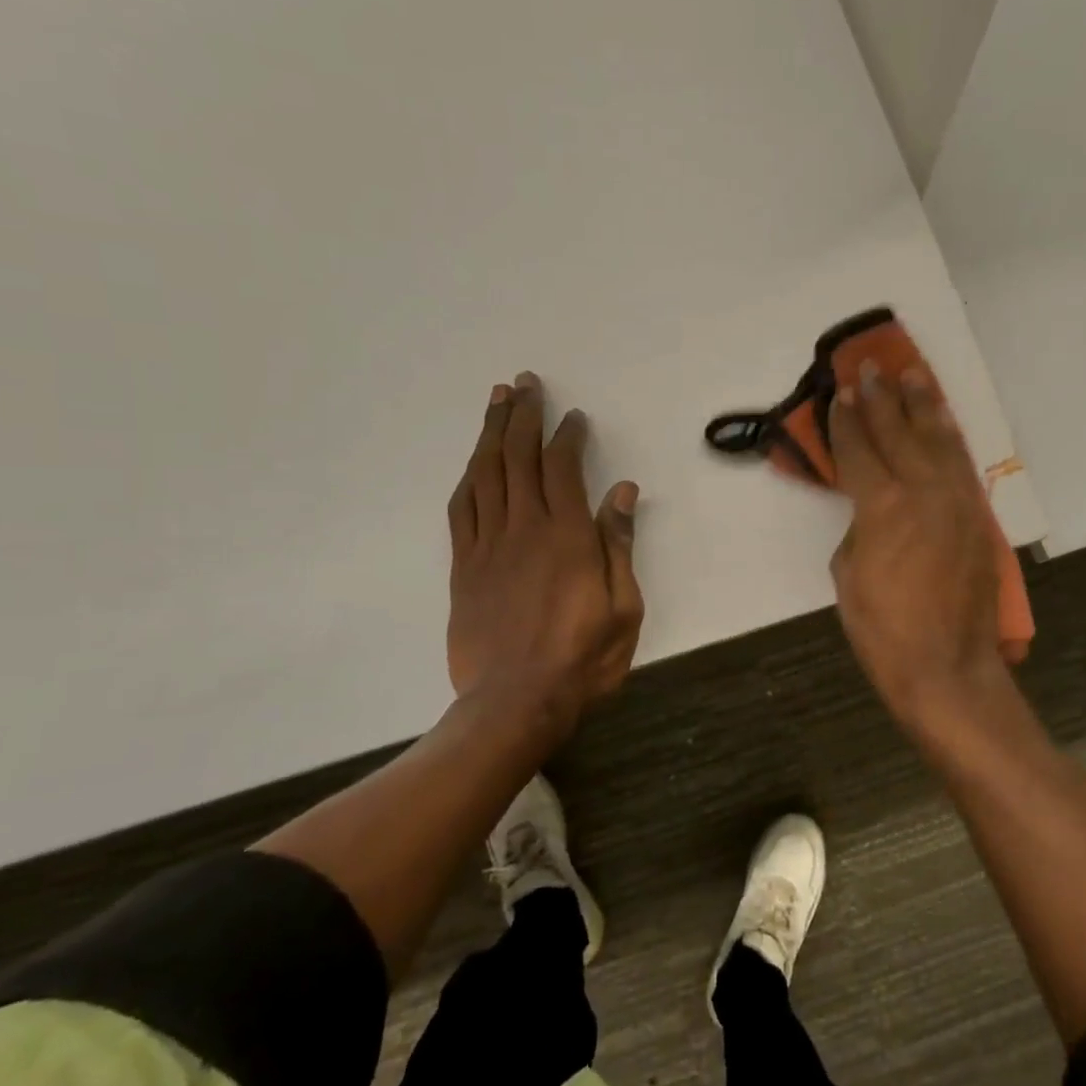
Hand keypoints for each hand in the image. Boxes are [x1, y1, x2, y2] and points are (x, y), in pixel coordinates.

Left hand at [447, 373, 643, 736]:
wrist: (516, 701)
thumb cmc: (583, 657)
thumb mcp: (624, 606)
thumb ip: (619, 544)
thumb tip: (622, 491)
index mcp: (567, 536)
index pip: (563, 468)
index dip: (567, 436)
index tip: (573, 416)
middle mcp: (523, 529)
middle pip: (518, 458)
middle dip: (522, 416)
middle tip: (524, 384)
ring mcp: (487, 546)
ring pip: (485, 475)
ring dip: (491, 434)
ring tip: (496, 402)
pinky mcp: (464, 567)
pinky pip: (461, 509)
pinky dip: (469, 478)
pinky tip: (475, 462)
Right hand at [828, 361, 1009, 726]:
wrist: (946, 666)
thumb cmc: (882, 628)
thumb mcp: (847, 573)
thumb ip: (858, 527)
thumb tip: (870, 510)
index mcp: (883, 505)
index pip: (859, 449)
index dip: (846, 420)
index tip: (840, 393)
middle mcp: (924, 491)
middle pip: (900, 432)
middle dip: (882, 398)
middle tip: (872, 366)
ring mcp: (958, 501)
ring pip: (940, 440)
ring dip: (924, 405)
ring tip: (914, 375)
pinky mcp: (979, 518)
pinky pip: (962, 465)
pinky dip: (950, 438)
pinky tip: (943, 423)